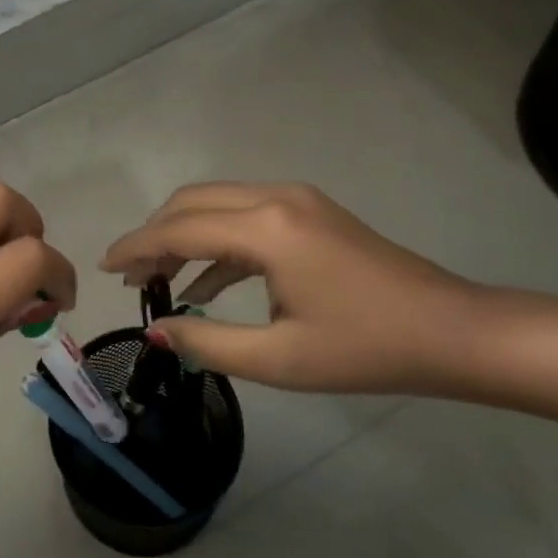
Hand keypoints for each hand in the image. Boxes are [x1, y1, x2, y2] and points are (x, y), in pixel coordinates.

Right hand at [100, 182, 478, 393]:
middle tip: (131, 276)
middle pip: (191, 202)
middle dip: (154, 235)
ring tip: (158, 279)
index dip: (136, 247)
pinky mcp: (309, 211)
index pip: (179, 228)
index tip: (104, 267)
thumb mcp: (280, 359)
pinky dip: (216, 241)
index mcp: (266, 228)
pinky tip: (204, 283)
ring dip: (183, 235)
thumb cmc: (366, 349)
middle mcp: (275, 197)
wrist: (453, 332)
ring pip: (216, 204)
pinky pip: (244, 216)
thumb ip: (208, 342)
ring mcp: (296, 199)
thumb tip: (156, 331)